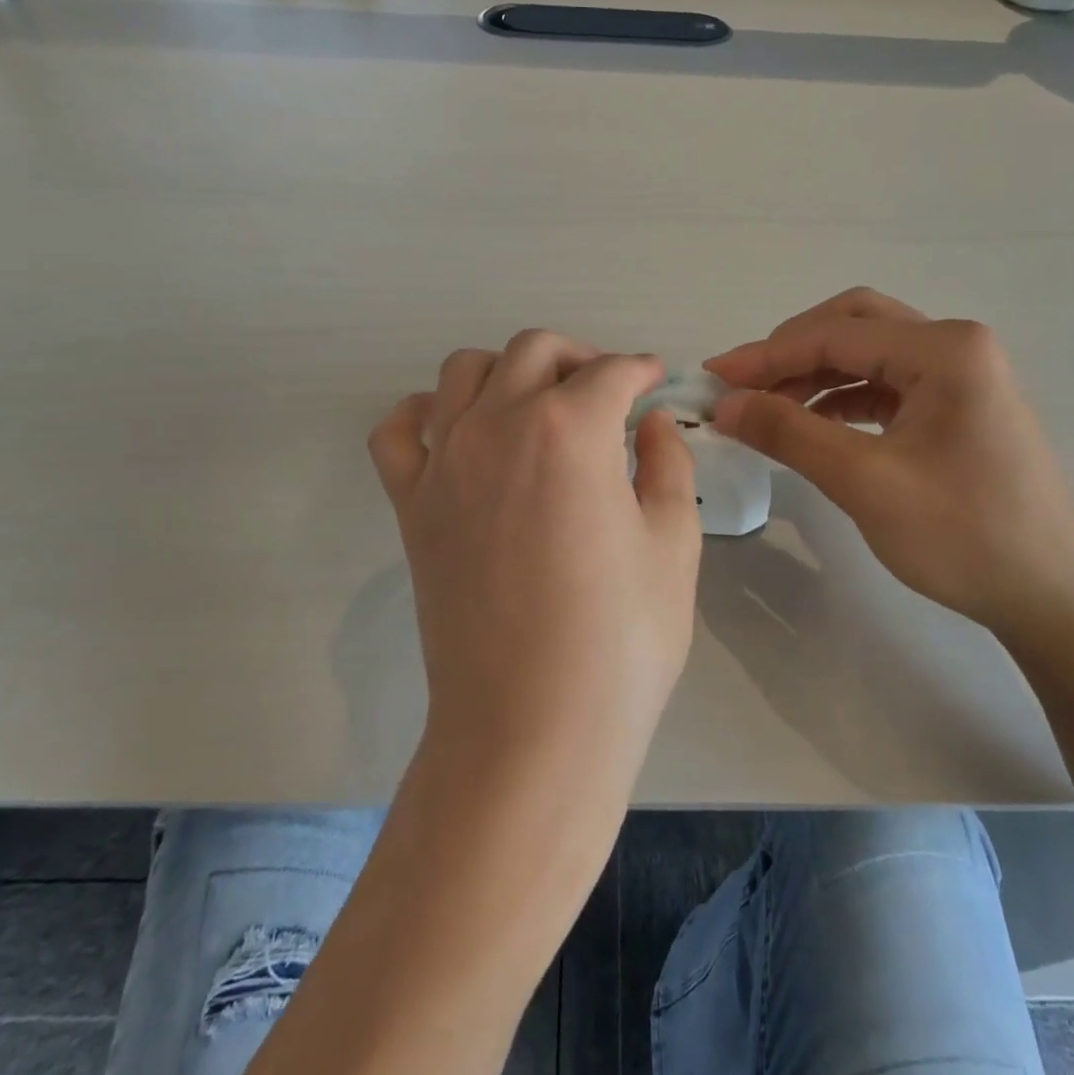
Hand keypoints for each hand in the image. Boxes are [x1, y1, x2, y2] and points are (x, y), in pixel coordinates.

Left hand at [368, 333, 700, 792]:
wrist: (532, 724)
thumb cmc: (621, 639)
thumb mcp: (674, 543)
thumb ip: (666, 464)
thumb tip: (651, 423)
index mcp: (571, 429)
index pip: (611, 372)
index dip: (641, 370)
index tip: (655, 382)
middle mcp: (500, 424)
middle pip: (535, 350)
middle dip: (579, 358)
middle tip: (607, 394)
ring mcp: (445, 461)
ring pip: (464, 370)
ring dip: (508, 372)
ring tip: (537, 408)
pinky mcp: (411, 503)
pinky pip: (399, 429)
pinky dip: (426, 413)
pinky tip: (459, 433)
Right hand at [706, 289, 1073, 643]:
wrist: (1053, 596)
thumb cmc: (963, 535)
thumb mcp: (865, 481)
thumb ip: (789, 433)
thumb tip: (724, 404)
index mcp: (944, 349)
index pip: (834, 334)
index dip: (766, 355)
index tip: (712, 377)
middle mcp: (955, 346)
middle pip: (853, 325)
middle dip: (791, 352)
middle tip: (744, 385)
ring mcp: (960, 376)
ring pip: (868, 354)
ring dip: (813, 374)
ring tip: (766, 409)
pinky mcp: (956, 408)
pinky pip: (885, 385)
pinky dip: (841, 398)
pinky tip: (811, 425)